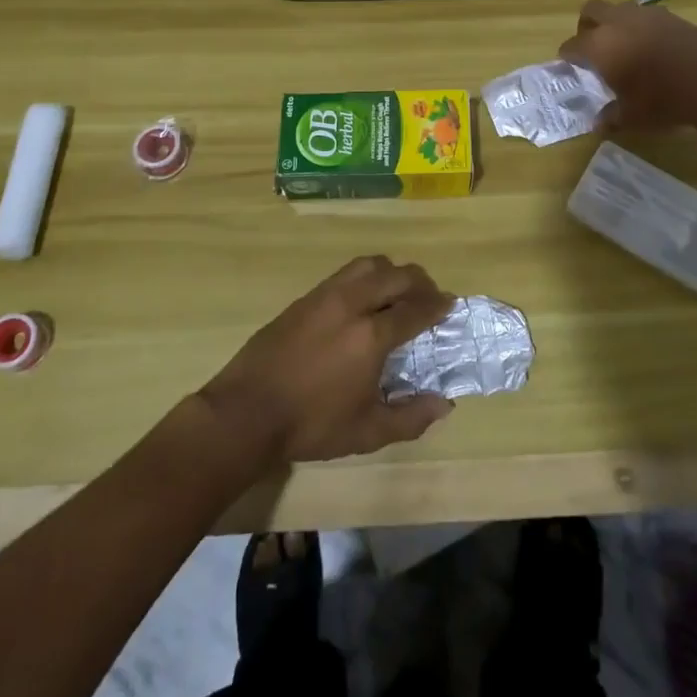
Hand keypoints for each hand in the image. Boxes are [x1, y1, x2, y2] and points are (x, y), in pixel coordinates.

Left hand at [199, 256, 456, 465]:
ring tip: (397, 292)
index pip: (415, 308)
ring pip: (368, 264)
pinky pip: (345, 274)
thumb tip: (444, 404)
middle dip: (419, 282)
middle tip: (429, 297)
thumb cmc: (311, 425)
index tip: (450, 305)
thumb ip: (410, 417)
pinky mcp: (305, 297)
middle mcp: (352, 304)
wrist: (247, 411)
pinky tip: (364, 300)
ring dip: (391, 272)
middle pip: (396, 275)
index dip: (437, 305)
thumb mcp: (366, 432)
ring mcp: (325, 295)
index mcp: (371, 335)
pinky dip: (365, 277)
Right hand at [560, 0, 696, 130]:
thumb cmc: (661, 99)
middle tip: (592, 46)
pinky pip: (647, 16)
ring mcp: (646, 14)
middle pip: (591, 10)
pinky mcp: (671, 15)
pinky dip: (642, 27)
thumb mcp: (632, 116)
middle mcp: (618, 22)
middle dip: (587, 26)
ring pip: (620, 9)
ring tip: (625, 46)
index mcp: (599, 45)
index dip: (567, 56)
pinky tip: (652, 47)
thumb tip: (599, 124)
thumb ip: (611, 117)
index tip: (568, 65)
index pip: (572, 45)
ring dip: (616, 23)